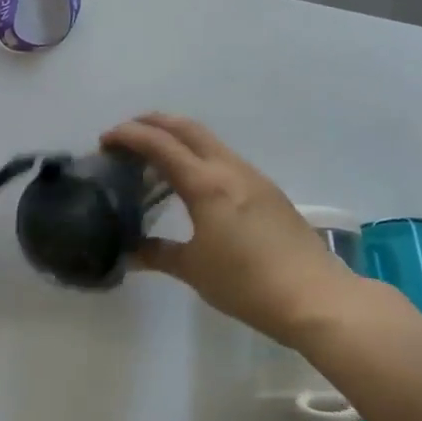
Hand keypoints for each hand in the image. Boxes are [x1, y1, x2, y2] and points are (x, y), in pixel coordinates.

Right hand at [102, 114, 354, 347]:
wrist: (316, 298)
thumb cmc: (247, 284)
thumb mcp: (194, 270)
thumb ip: (157, 254)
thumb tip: (128, 252)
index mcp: (206, 184)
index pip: (159, 144)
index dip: (128, 135)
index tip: (105, 140)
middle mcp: (229, 169)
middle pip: (186, 127)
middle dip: (152, 122)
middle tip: (125, 136)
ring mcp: (252, 176)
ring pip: (208, 140)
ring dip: (177, 137)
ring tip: (153, 157)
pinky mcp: (267, 190)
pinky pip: (223, 157)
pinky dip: (198, 155)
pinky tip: (191, 182)